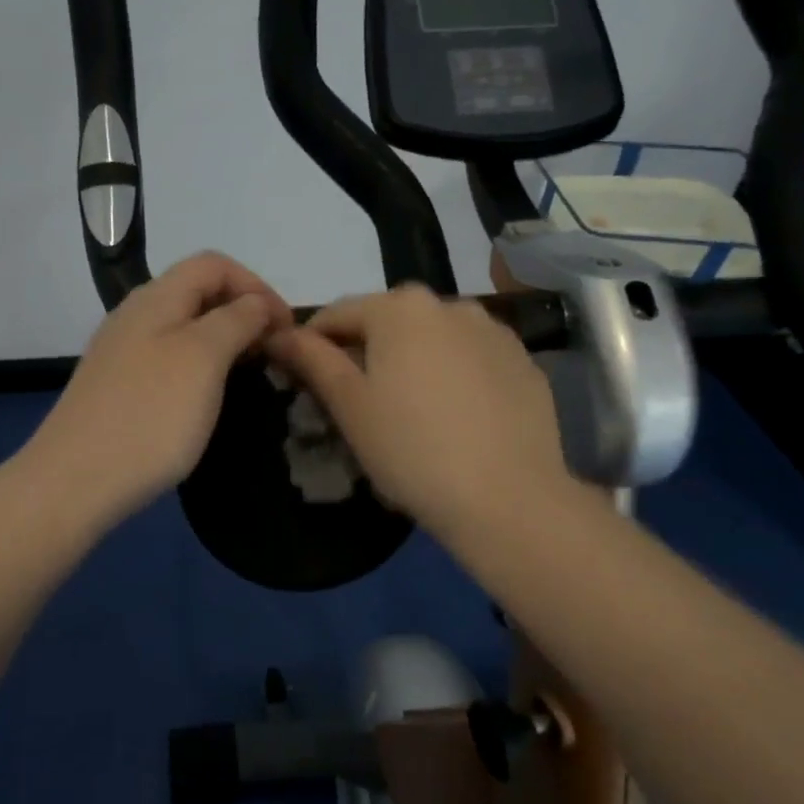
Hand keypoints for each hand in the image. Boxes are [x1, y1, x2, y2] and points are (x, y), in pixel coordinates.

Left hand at [23, 252, 289, 528]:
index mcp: (156, 298)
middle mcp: (135, 316)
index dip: (256, 286)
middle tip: (274, 352)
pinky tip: (209, 398)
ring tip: (250, 374)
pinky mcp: (118, 388)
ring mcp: (122, 353)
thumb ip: (236, 320)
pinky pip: (169, 360)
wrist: (74, 482)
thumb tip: (257, 303)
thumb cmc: (150, 415)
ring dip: (224, 341)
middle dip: (243, 312)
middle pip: (198, 292)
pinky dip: (200, 367)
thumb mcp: (203, 358)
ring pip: (184, 328)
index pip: (214, 264)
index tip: (286, 328)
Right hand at [267, 285, 572, 539]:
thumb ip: (312, 360)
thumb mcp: (349, 406)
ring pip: (434, 338)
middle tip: (357, 400)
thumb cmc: (411, 449)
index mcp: (400, 308)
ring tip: (410, 409)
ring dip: (412, 359)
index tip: (302, 378)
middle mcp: (450, 304)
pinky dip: (453, 374)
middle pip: (389, 321)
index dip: (312, 344)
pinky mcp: (523, 362)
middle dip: (366, 351)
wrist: (508, 498)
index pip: (338, 314)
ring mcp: (494, 331)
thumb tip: (280, 334)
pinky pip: (472, 359)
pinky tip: (454, 416)